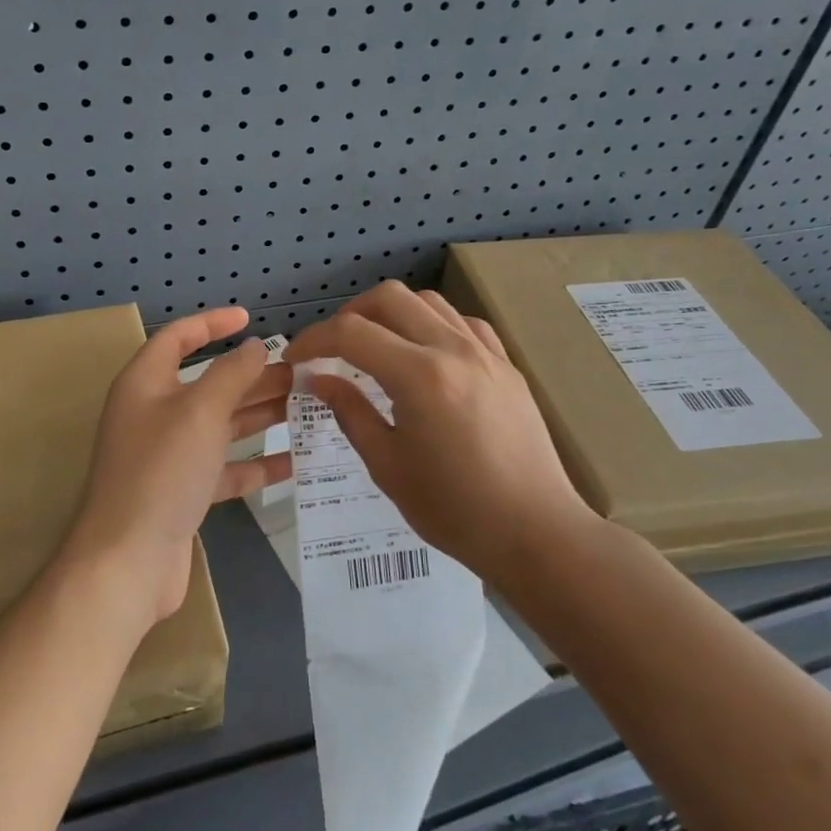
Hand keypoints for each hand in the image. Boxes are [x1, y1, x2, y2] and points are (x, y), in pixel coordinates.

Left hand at [64, 307, 291, 625]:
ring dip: (260, 414)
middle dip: (252, 376)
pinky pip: (224, 467)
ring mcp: (168, 455)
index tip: (249, 318)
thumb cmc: (162, 471)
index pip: (178, 338)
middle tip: (300, 373)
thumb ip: (231, 374)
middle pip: (208, 383)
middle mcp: (154, 414)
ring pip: (220, 424)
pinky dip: (255, 463)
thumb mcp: (200, 412)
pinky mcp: (183, 492)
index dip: (212, 323)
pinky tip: (294, 462)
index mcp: (146, 383)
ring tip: (307, 407)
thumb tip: (254, 347)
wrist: (128, 561)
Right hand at [285, 282, 596, 585]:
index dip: (313, 340)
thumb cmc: (454, 509)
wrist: (535, 531)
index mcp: (419, 376)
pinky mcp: (507, 366)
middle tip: (332, 349)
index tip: (295, 358)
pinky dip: (433, 325)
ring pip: (428, 302)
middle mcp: (453, 349)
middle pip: (389, 298)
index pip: (351, 333)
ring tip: (376, 347)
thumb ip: (350, 412)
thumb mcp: (387, 465)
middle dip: (349, 315)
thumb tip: (319, 380)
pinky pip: (463, 322)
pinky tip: (425, 354)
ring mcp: (486, 353)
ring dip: (392, 314)